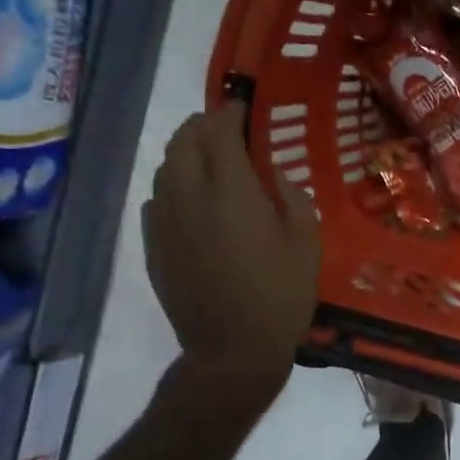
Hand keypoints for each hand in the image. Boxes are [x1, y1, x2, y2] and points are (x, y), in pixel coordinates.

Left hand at [143, 104, 319, 409]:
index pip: (219, 131)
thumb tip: (273, 175)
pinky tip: (191, 201)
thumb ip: (292, 198)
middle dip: (203, 126)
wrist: (232, 350)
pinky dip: (173, 186)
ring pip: (166, 168)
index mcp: (231, 191)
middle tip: (226, 130)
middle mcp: (189, 196)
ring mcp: (164, 221)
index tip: (243, 109)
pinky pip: (157, 199)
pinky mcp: (153, 245)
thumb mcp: (306, 244)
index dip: (230, 113)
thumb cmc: (280, 296)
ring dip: (186, 154)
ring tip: (209, 161)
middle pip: (183, 141)